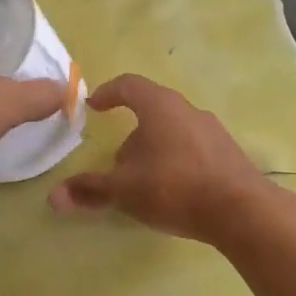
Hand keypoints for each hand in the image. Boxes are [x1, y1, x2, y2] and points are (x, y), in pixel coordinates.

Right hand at [48, 75, 268, 244]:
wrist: (241, 211)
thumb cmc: (174, 188)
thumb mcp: (124, 190)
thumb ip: (90, 190)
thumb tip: (53, 197)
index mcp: (160, 106)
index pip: (129, 85)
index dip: (108, 92)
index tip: (93, 105)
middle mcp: (188, 110)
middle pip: (152, 111)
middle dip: (131, 135)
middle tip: (117, 163)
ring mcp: (212, 130)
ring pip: (173, 131)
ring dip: (154, 150)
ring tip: (144, 181)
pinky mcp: (229, 153)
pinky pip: (193, 149)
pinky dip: (176, 161)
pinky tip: (174, 191)